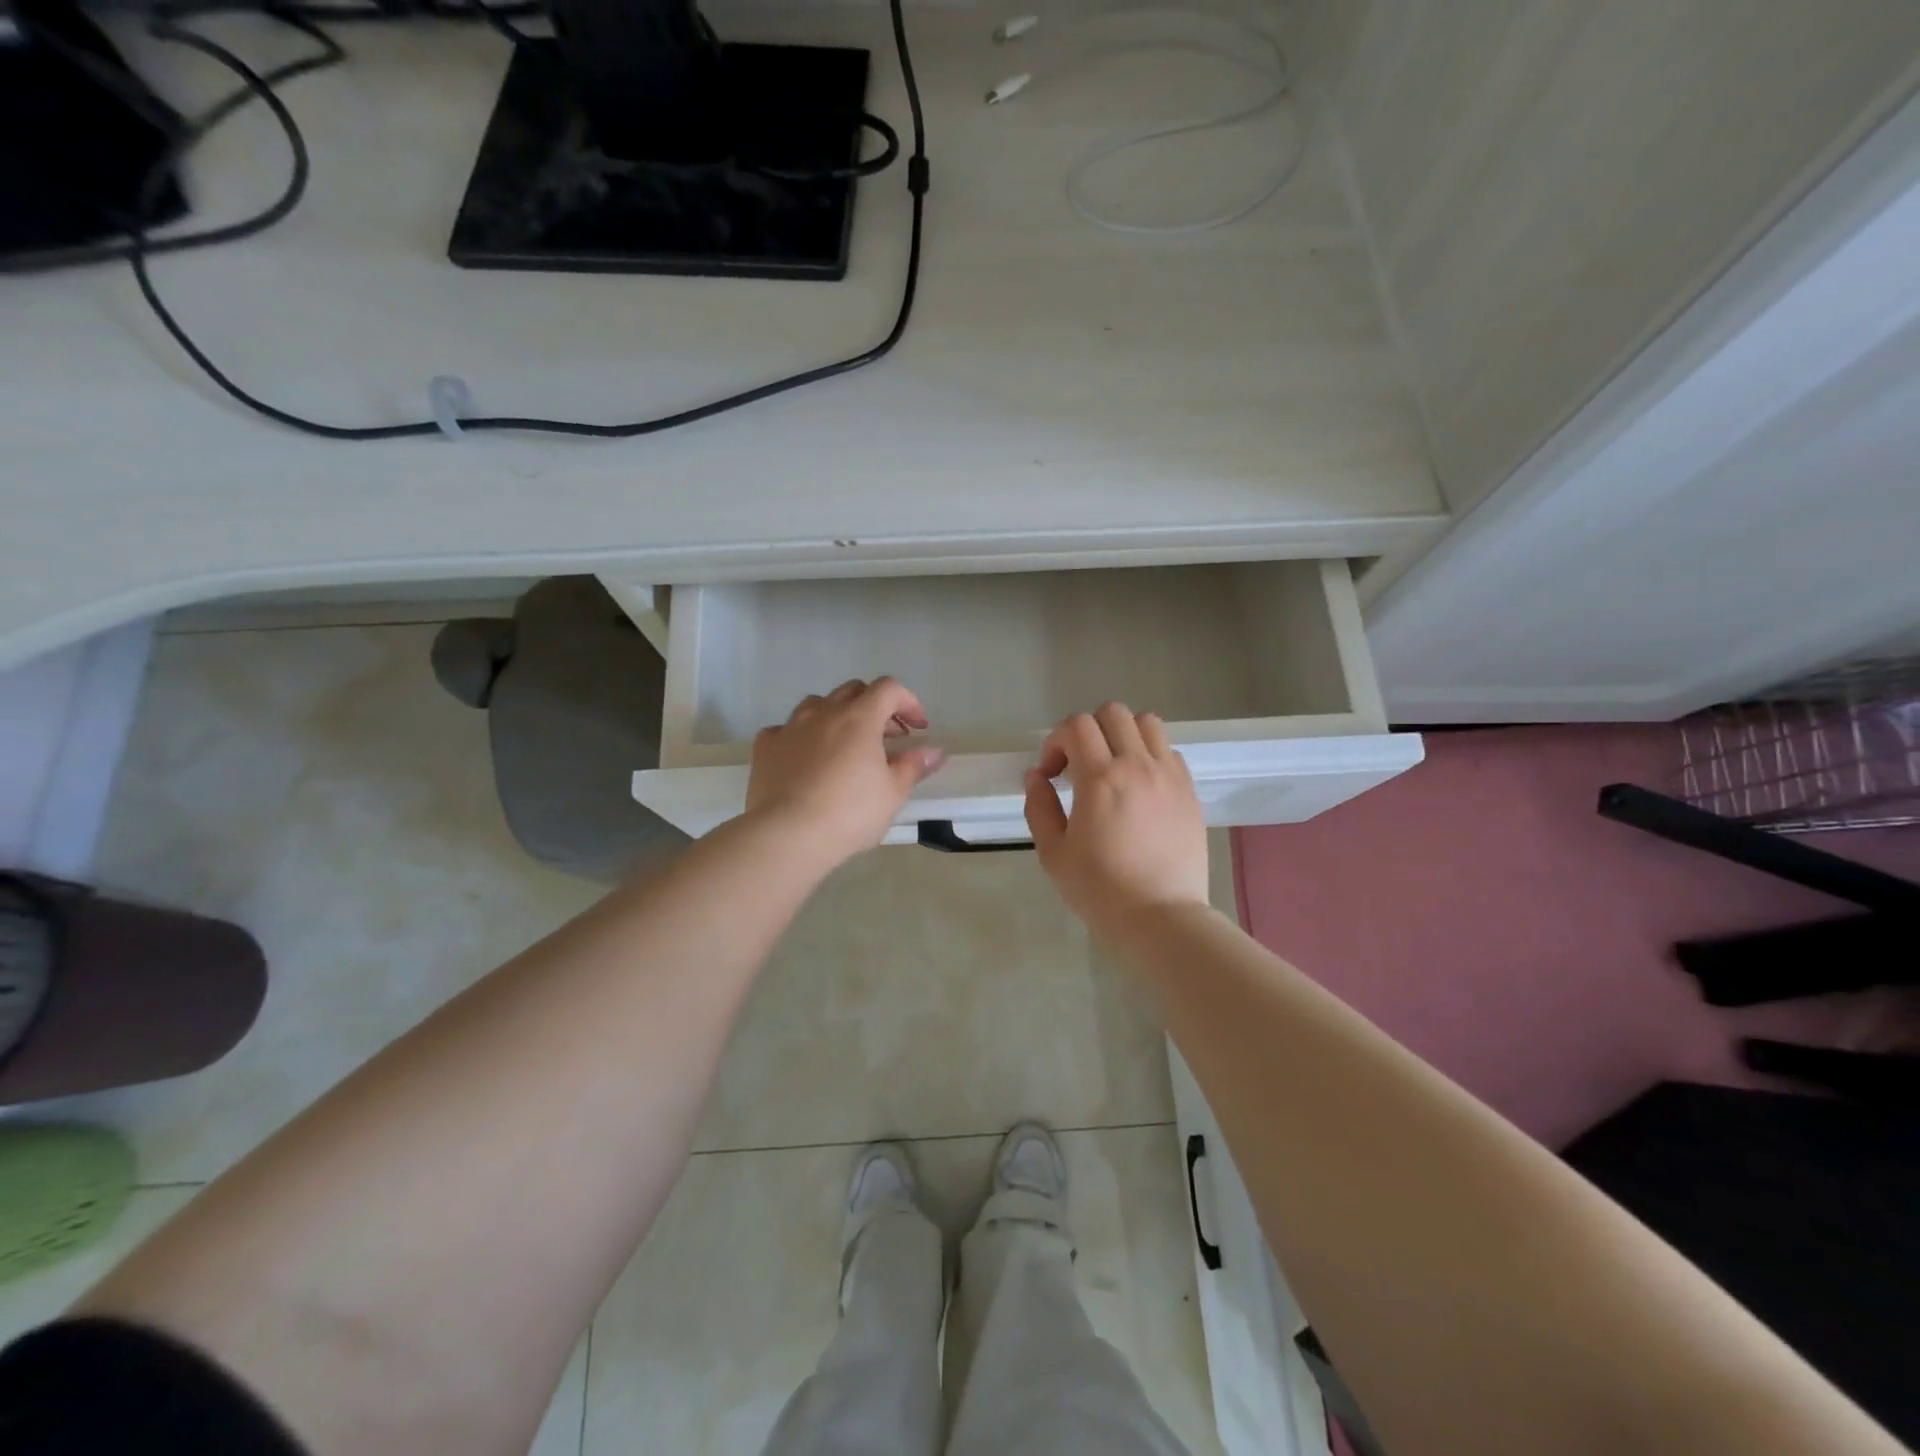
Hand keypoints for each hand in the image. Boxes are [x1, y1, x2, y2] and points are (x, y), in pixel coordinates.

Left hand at [746, 678, 946, 865]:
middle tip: (886, 737)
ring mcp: (790, 726)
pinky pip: (787, 730)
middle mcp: (824, 712)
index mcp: (859, 717)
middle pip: (853, 690)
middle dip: (875, 707)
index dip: (908, 702)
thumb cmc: (850, 813)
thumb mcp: (893, 793)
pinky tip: (806, 759)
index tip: (918, 728)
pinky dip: (802, 737)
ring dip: (837, 716)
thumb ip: (914, 766)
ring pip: (818, 705)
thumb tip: (935, 752)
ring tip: (845, 745)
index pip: (889, 689)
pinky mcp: (765, 746)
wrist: (787, 835)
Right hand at [1024, 703, 1208, 934]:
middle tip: (1079, 765)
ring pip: (1147, 723)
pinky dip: (1149, 755)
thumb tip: (1037, 776)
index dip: (1055, 742)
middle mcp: (1137, 766)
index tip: (1051, 774)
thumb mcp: (1053, 853)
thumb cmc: (1100, 889)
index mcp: (1100, 779)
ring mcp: (1169, 776)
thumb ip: (1039, 807)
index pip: (1076, 726)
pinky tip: (1140, 787)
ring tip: (1113, 767)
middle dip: (1087, 731)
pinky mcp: (1189, 791)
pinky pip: (1169, 751)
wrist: (1161, 917)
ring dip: (1123, 735)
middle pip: (1112, 713)